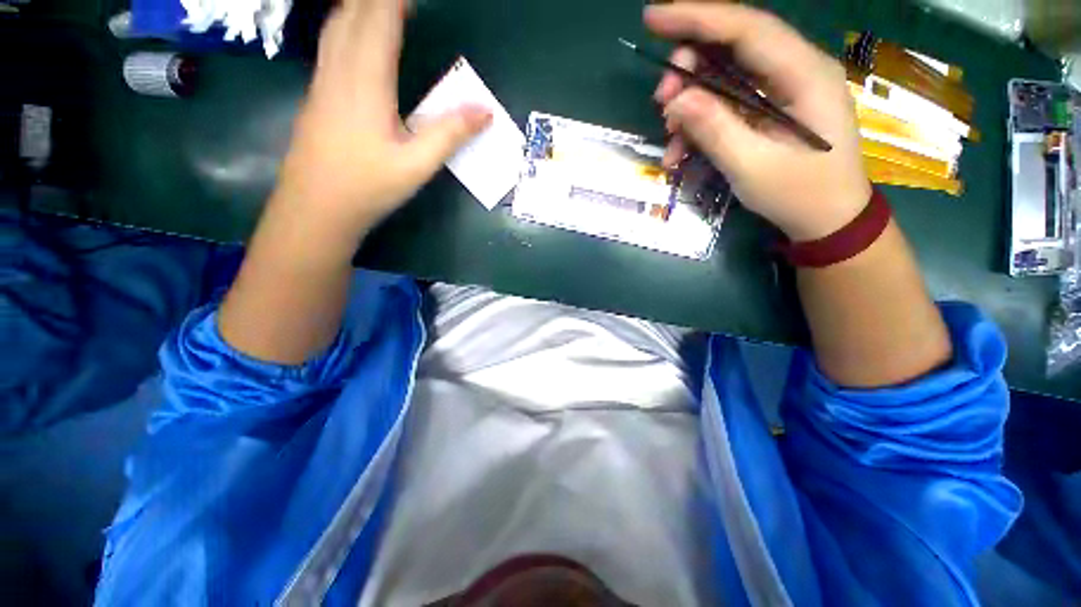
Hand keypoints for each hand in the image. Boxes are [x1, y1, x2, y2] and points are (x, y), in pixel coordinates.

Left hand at [276, 0, 491, 238]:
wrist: (316, 208)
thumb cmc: (368, 187)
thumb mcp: (417, 165)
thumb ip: (450, 134)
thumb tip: (486, 111)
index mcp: (366, 80)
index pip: (380, 18)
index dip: (397, 0)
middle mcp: (339, 69)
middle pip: (354, 12)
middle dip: (380, 0)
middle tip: (408, 3)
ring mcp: (323, 80)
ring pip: (337, 23)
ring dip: (361, 7)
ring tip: (386, 8)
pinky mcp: (317, 94)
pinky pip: (331, 41)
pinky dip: (348, 24)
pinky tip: (358, 35)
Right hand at [646, 3, 870, 240]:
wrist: (827, 219)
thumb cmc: (799, 195)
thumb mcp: (751, 167)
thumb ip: (715, 129)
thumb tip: (678, 100)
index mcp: (804, 75)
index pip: (747, 29)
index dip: (697, 18)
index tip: (652, 17)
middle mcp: (795, 70)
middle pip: (732, 47)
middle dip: (689, 70)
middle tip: (662, 103)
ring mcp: (782, 89)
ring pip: (724, 75)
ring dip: (689, 102)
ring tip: (670, 136)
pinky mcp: (769, 108)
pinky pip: (727, 102)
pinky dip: (699, 122)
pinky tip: (681, 150)